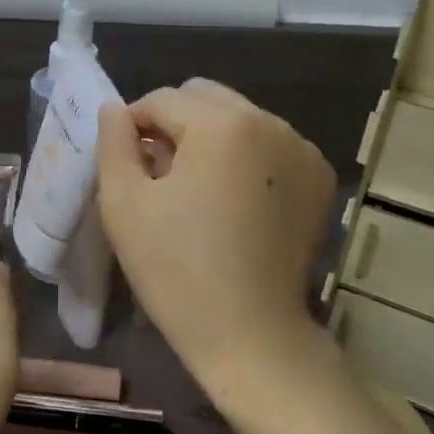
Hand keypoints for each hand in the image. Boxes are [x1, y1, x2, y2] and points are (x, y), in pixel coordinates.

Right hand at [97, 79, 336, 395]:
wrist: (251, 336)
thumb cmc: (177, 270)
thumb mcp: (124, 204)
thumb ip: (114, 143)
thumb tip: (115, 109)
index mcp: (223, 123)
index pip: (162, 99)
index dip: (133, 126)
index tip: (125, 164)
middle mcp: (270, 122)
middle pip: (204, 97)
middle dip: (173, 123)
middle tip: (158, 173)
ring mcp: (301, 148)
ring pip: (238, 118)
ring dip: (209, 138)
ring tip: (195, 188)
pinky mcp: (319, 176)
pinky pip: (268, 144)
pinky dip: (244, 157)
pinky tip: (232, 200)